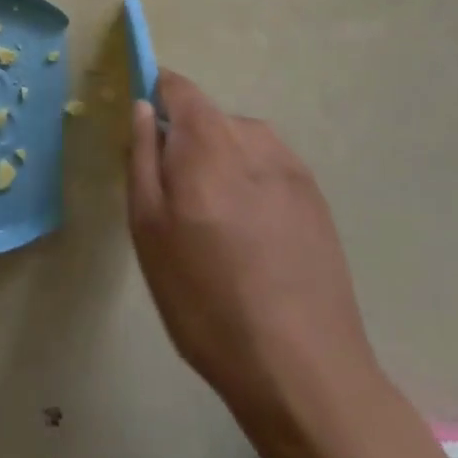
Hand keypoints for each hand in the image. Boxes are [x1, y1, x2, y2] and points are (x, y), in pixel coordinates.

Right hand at [128, 71, 379, 421]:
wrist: (304, 371)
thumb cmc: (207, 298)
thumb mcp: (150, 229)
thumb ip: (142, 156)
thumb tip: (142, 107)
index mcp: (209, 139)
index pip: (177, 86)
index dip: (155, 93)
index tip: (142, 128)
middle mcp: (254, 137)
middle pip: (207, 117)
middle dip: (186, 144)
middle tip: (176, 204)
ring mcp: (292, 167)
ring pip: (239, 144)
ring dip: (220, 166)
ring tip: (217, 230)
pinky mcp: (316, 198)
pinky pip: (268, 170)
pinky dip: (250, 187)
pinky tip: (252, 241)